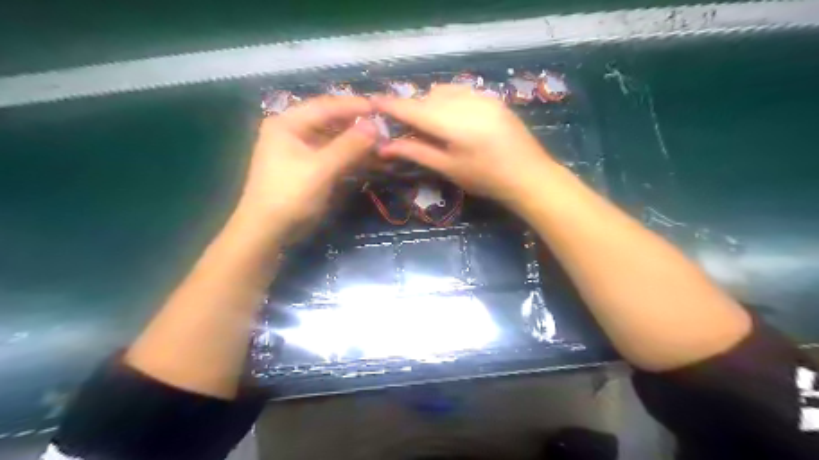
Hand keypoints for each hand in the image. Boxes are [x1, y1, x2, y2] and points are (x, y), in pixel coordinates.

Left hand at [238, 98, 376, 240]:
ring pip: (332, 140)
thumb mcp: (321, 168)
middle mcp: (292, 131)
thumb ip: (349, 146)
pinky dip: (349, 157)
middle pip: (329, 121)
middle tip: (383, 127)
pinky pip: (331, 156)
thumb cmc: (290, 195)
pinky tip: (367, 159)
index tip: (379, 107)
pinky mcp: (307, 167)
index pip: (325, 106)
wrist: (267, 230)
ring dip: (355, 142)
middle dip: (356, 125)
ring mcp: (299, 150)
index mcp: (288, 123)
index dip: (353, 106)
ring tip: (380, 143)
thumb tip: (376, 126)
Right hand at [376, 85, 557, 205]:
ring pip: (443, 92)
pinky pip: (461, 91)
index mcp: (453, 122)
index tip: (372, 102)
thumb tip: (385, 146)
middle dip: (412, 109)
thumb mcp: (448, 168)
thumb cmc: (486, 179)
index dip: (390, 105)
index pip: (413, 108)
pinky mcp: (492, 98)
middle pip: (427, 98)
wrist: (529, 176)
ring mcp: (482, 97)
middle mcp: (466, 102)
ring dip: (430, 104)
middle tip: (406, 129)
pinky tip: (451, 118)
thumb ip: (416, 152)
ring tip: (430, 126)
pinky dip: (447, 100)